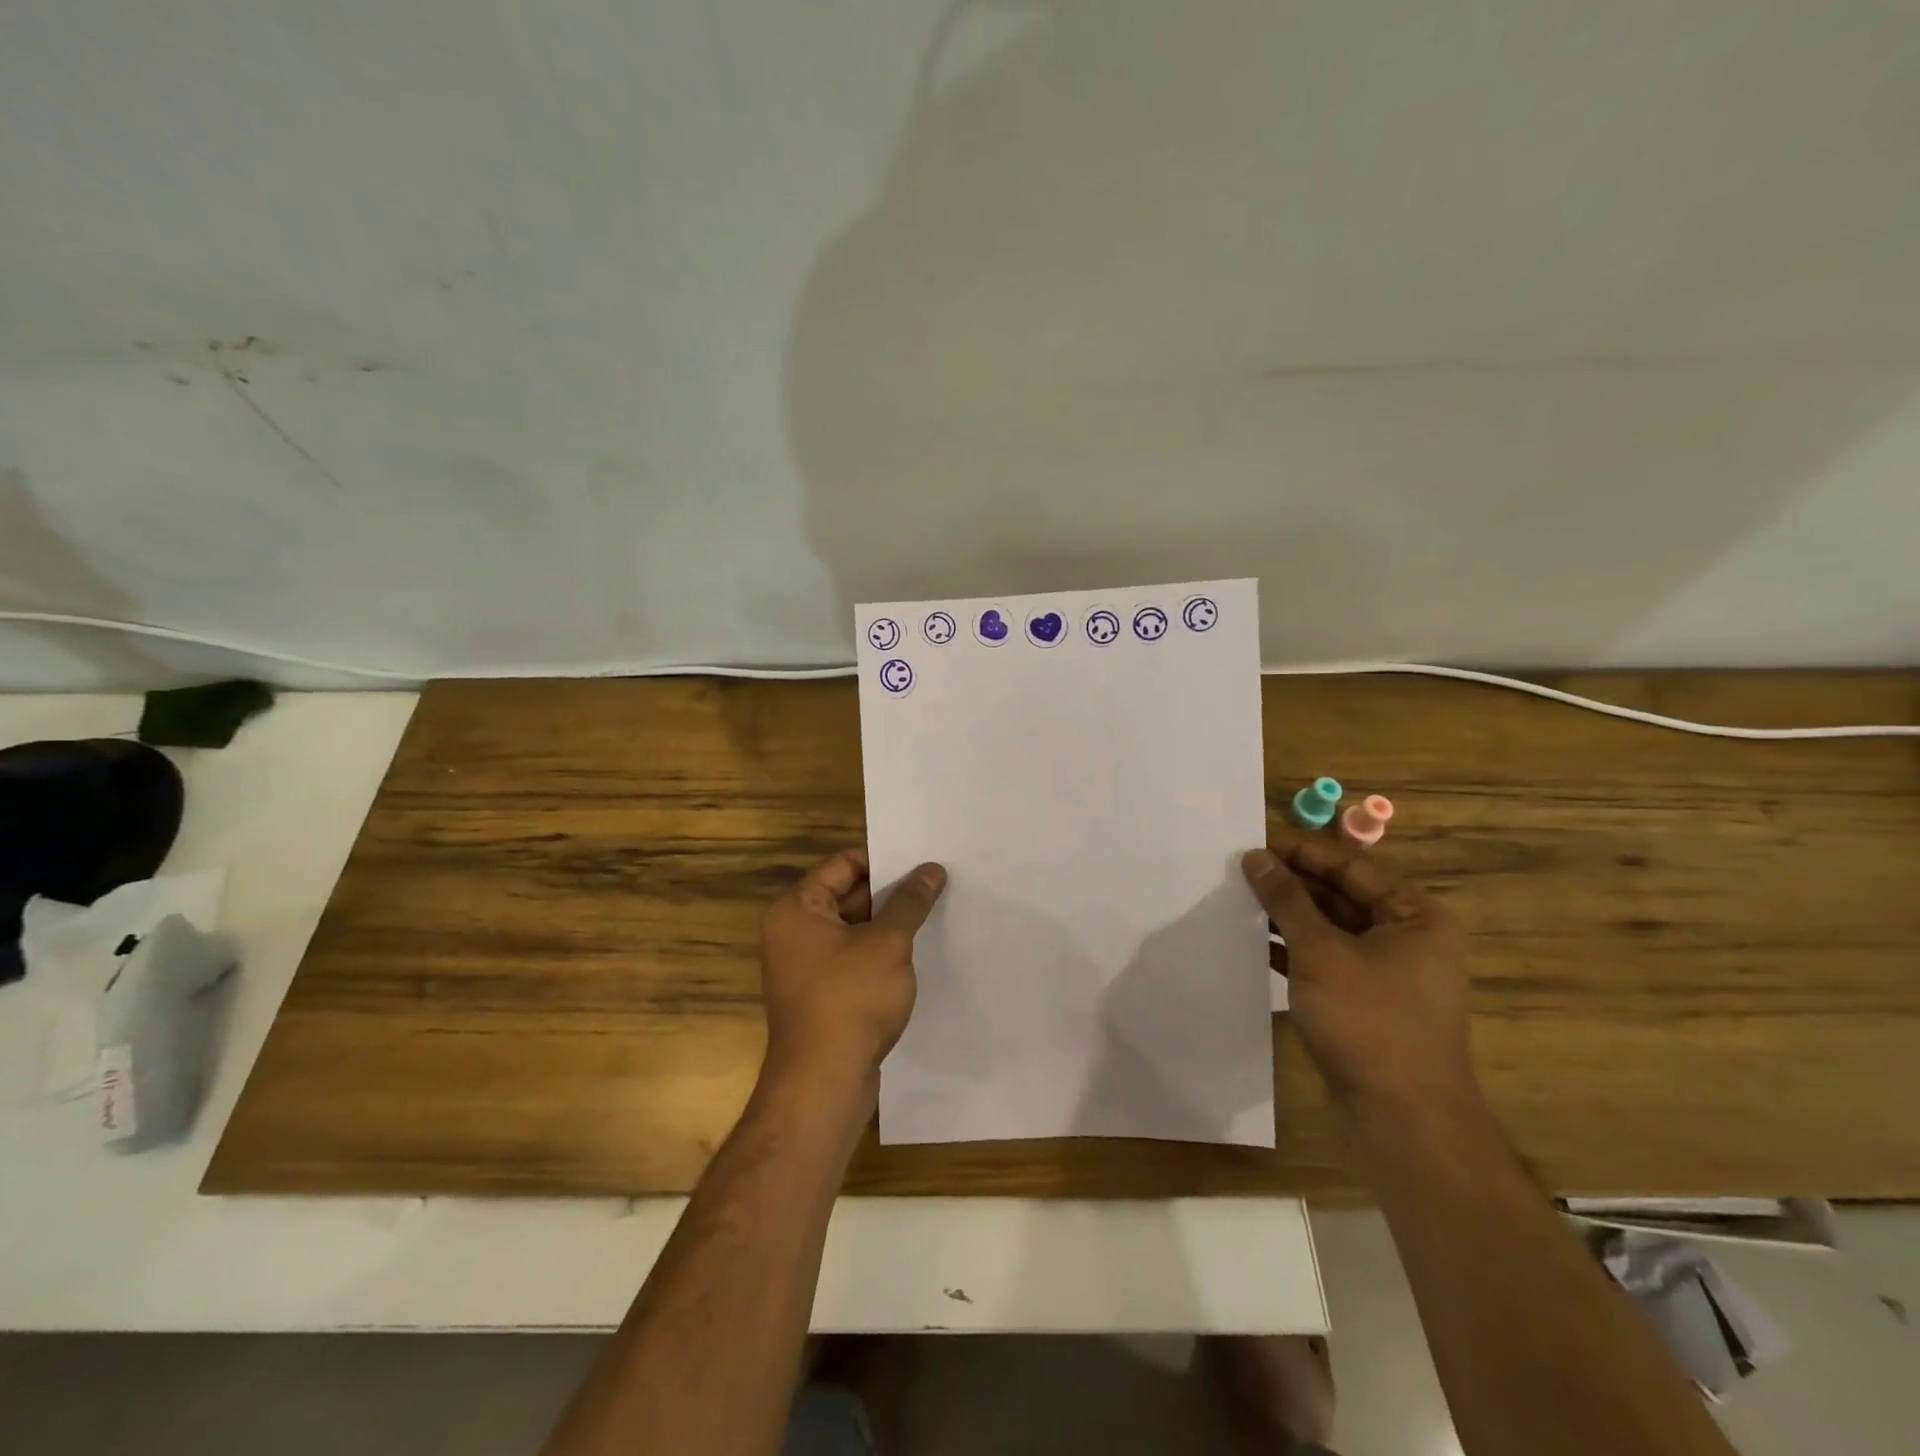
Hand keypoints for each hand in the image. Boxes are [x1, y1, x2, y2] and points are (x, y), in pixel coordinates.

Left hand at [759, 849, 947, 1090]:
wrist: (823, 1083)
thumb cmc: (850, 1000)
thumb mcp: (888, 943)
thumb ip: (910, 902)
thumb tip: (932, 869)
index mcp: (797, 908)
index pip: (843, 864)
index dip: (883, 860)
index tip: (922, 863)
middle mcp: (793, 931)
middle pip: (846, 895)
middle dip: (890, 893)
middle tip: (935, 884)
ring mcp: (804, 966)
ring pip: (852, 929)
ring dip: (887, 924)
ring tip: (932, 914)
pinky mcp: (820, 995)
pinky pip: (851, 959)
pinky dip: (878, 953)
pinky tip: (914, 954)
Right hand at [1242, 834, 1473, 1118]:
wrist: (1402, 1119)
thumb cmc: (1368, 1021)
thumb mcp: (1320, 952)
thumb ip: (1286, 900)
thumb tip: (1255, 857)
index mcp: (1414, 915)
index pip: (1351, 866)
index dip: (1301, 852)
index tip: (1252, 844)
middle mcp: (1407, 937)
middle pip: (1341, 894)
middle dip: (1290, 883)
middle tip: (1238, 870)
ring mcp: (1387, 970)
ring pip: (1330, 927)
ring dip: (1287, 915)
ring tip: (1237, 899)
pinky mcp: (1365, 999)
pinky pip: (1325, 958)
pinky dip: (1292, 948)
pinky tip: (1252, 940)